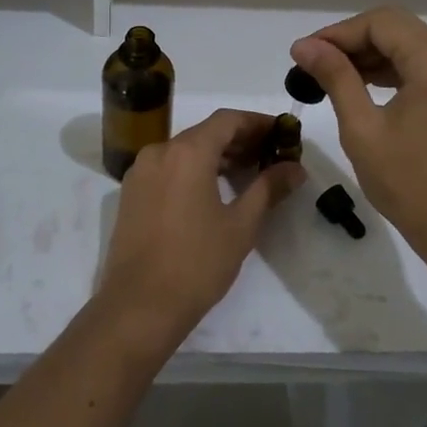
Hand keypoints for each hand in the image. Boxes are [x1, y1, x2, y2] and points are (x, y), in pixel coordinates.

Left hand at [98, 109, 303, 348]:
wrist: (139, 306)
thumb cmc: (197, 263)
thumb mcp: (241, 225)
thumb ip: (268, 188)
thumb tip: (295, 168)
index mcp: (187, 152)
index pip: (227, 119)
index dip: (258, 122)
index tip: (283, 134)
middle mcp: (159, 151)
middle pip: (205, 132)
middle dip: (240, 140)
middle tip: (272, 155)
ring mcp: (140, 172)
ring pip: (185, 150)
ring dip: (217, 155)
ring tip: (248, 173)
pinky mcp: (131, 193)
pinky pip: (168, 167)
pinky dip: (193, 169)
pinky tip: (214, 190)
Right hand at [290, 8, 426, 258]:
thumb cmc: (409, 184)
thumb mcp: (362, 129)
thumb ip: (336, 78)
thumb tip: (305, 45)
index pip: (382, 23)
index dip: (339, 32)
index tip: (305, 53)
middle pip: (398, 29)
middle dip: (353, 40)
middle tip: (314, 63)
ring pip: (410, 46)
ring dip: (371, 55)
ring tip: (330, 75)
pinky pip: (423, 67)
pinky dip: (391, 71)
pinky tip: (362, 87)